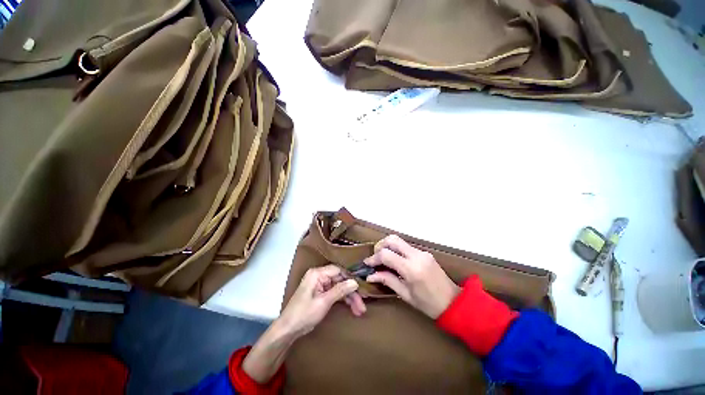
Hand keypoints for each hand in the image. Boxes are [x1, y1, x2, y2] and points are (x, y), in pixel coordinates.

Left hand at [278, 264, 365, 336]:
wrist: (288, 330)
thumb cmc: (303, 314)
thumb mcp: (324, 302)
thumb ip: (340, 290)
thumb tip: (355, 282)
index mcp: (317, 273)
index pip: (338, 270)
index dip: (350, 278)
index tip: (362, 287)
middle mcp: (319, 276)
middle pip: (340, 280)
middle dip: (352, 292)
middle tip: (362, 304)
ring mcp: (320, 285)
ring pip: (339, 288)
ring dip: (350, 298)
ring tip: (360, 310)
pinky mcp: (321, 293)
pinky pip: (335, 293)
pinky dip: (343, 300)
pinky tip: (352, 308)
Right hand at [364, 235, 459, 318]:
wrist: (455, 303)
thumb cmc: (429, 304)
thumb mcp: (405, 295)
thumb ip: (387, 281)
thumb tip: (370, 275)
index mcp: (411, 269)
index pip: (386, 254)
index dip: (374, 257)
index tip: (367, 263)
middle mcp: (417, 256)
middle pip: (392, 240)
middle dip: (380, 245)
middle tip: (375, 257)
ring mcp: (422, 252)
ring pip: (399, 241)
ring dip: (388, 247)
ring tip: (383, 260)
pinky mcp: (425, 253)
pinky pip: (406, 247)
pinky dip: (397, 250)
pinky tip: (395, 261)